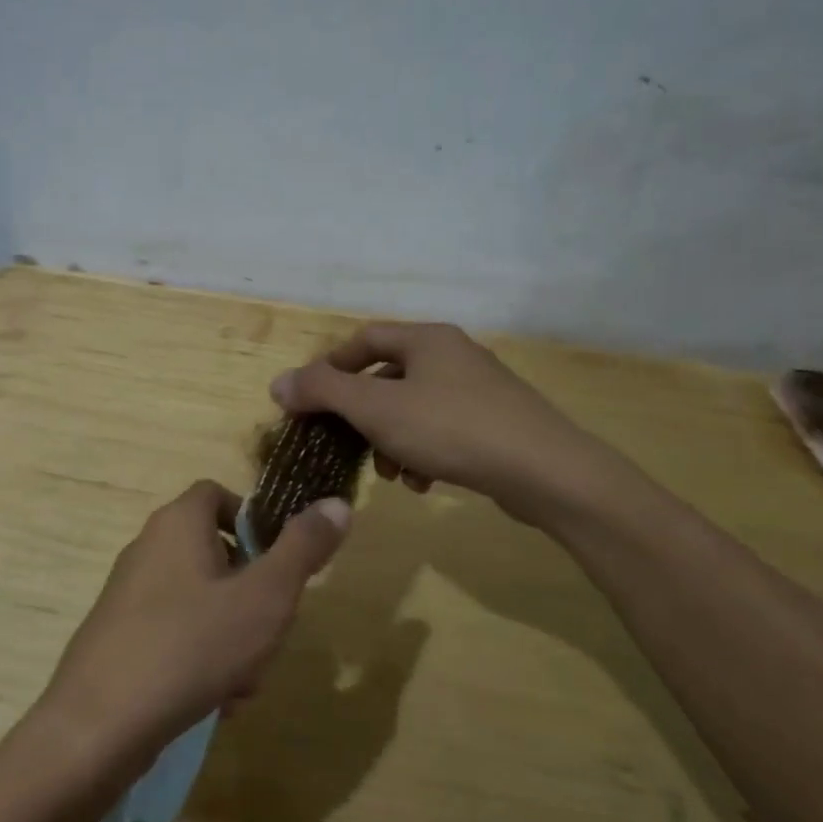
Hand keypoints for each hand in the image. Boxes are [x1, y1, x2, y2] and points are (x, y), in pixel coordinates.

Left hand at [40, 480, 349, 776]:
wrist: (99, 725)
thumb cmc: (192, 646)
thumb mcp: (266, 596)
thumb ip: (303, 548)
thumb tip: (338, 503)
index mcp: (178, 524)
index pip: (218, 495)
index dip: (253, 520)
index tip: (278, 562)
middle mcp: (147, 548)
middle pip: (214, 553)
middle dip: (251, 594)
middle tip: (269, 633)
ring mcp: (128, 595)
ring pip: (200, 601)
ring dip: (232, 636)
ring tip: (243, 682)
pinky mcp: (119, 637)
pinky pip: (175, 634)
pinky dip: (200, 658)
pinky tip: (213, 701)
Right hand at [270, 322, 596, 521]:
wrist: (544, 471)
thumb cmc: (451, 428)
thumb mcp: (377, 409)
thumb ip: (323, 392)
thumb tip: (278, 383)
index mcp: (426, 339)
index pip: (364, 339)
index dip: (331, 367)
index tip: (310, 403)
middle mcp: (453, 355)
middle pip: (388, 377)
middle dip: (362, 415)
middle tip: (347, 445)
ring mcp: (479, 390)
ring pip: (413, 409)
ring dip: (391, 440)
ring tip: (391, 474)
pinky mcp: (495, 424)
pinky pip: (442, 431)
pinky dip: (422, 453)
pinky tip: (423, 482)